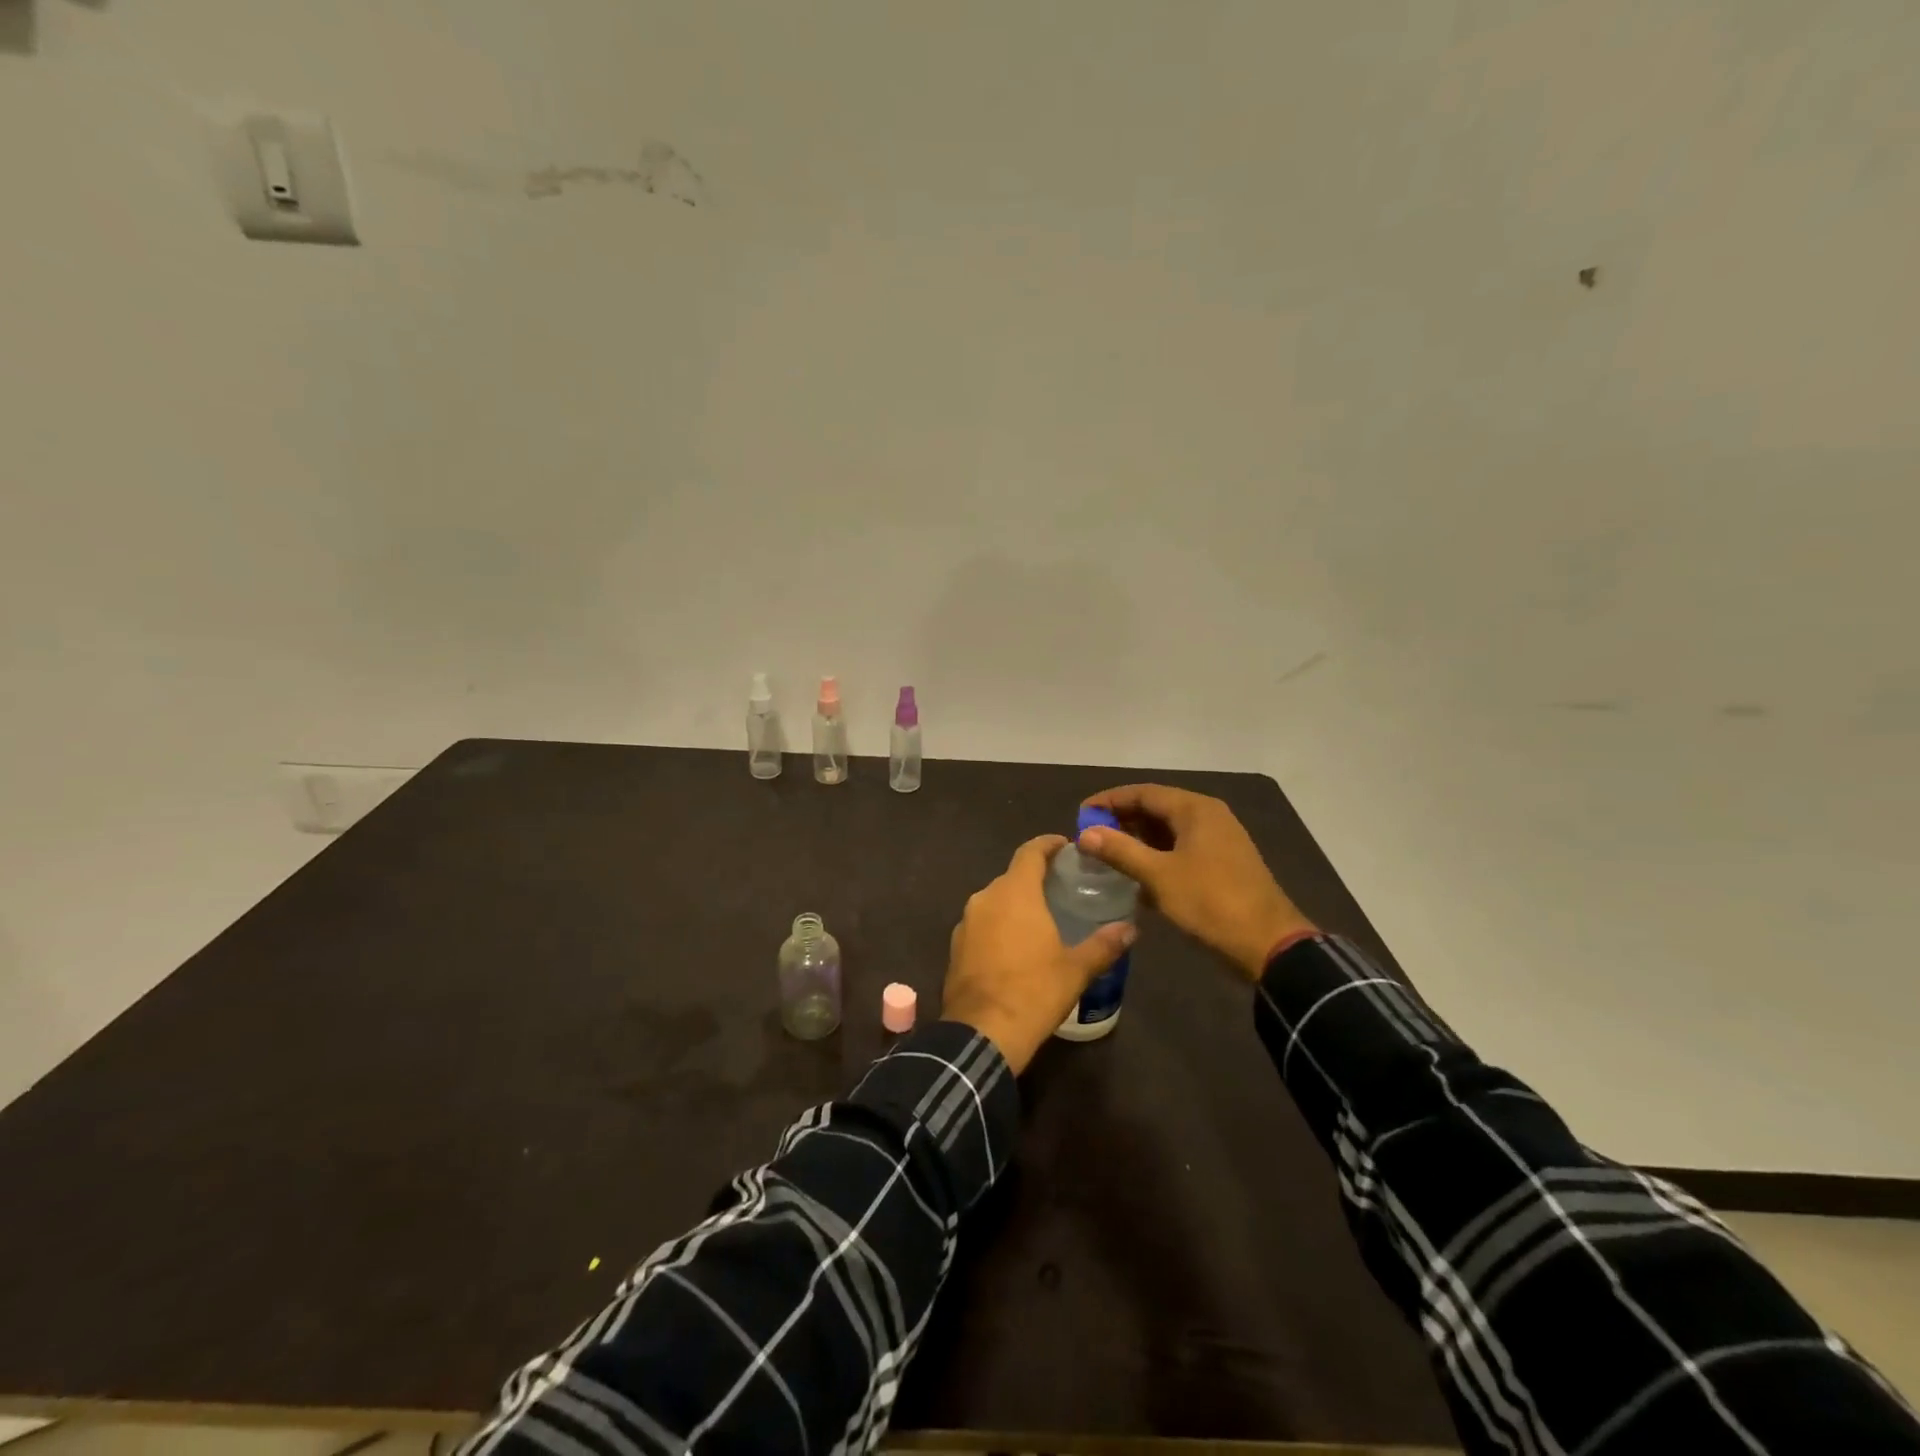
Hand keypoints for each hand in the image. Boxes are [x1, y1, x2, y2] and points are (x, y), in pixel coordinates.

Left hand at [942, 835, 1134, 1073]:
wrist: (982, 1032)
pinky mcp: (955, 945)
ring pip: (995, 900)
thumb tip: (1130, 929)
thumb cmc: (1034, 992)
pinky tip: (1015, 946)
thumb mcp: (1076, 969)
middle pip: (1013, 876)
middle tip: (1062, 889)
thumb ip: (1104, 944)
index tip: (1065, 846)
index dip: (1048, 845)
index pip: (1030, 852)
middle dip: (1036, 878)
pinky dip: (999, 925)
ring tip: (1042, 918)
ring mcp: (966, 921)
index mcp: (1015, 892)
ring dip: (1016, 904)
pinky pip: (982, 923)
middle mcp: (986, 897)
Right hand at [1079, 784, 1313, 981]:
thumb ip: (1120, 850)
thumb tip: (1085, 834)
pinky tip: (1136, 877)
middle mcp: (1208, 816)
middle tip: (1091, 837)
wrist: (1268, 944)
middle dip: (1122, 820)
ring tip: (1107, 856)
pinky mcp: (1222, 864)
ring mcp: (1218, 841)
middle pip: (1156, 808)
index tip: (1081, 815)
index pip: (1143, 792)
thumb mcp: (1159, 876)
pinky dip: (1156, 857)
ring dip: (1138, 840)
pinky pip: (1180, 850)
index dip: (1109, 801)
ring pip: (1168, 831)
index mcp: (1195, 809)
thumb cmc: (1211, 902)